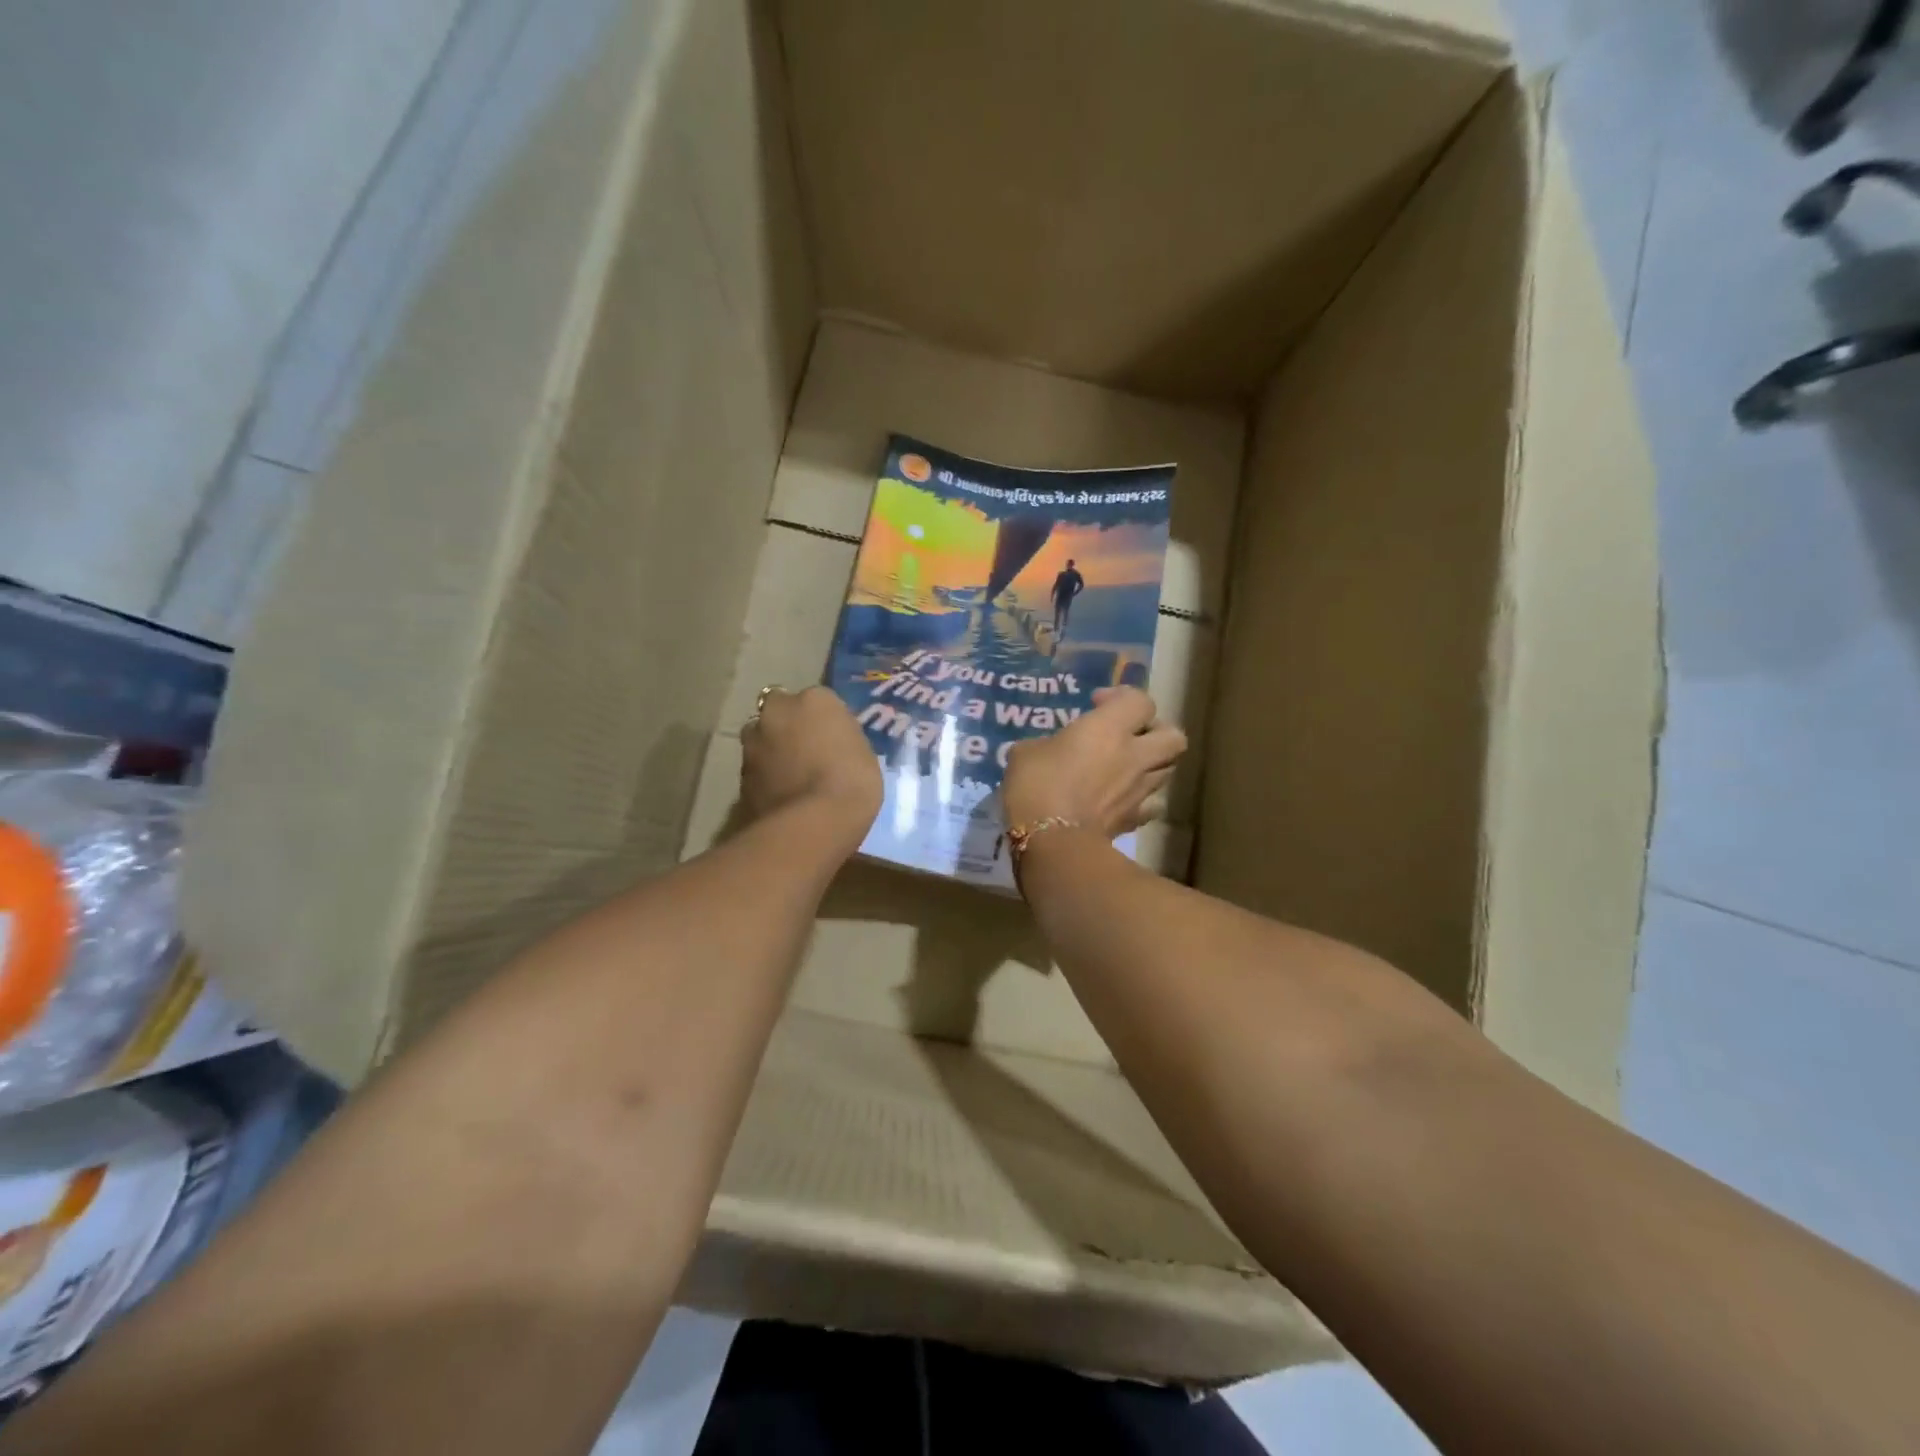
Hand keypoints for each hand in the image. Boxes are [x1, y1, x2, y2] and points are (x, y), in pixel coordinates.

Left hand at [741, 687, 881, 847]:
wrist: (814, 823)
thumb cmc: (852, 781)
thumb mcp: (862, 752)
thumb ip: (840, 738)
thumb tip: (831, 742)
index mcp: (814, 699)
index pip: (817, 700)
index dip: (822, 720)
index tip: (831, 738)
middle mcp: (778, 710)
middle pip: (779, 711)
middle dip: (787, 725)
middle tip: (806, 751)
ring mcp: (754, 742)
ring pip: (761, 738)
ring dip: (771, 750)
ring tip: (791, 776)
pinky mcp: (740, 773)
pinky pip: (756, 769)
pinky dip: (765, 777)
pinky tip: (781, 795)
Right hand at [1002, 686, 1186, 838]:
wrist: (1053, 842)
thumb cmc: (1037, 786)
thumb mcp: (1026, 752)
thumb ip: (1046, 744)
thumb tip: (1047, 750)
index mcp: (1109, 728)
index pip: (1140, 700)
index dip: (1121, 697)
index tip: (1095, 704)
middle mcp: (1134, 755)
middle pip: (1174, 736)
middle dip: (1157, 731)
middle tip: (1131, 735)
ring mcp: (1139, 790)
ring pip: (1168, 769)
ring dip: (1152, 764)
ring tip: (1126, 767)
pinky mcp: (1134, 820)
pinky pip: (1151, 805)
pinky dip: (1141, 800)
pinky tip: (1122, 800)